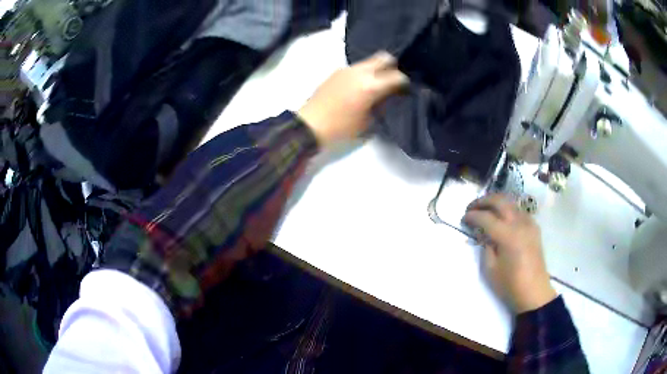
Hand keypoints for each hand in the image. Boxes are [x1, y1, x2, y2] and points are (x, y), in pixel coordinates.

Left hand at [297, 51, 407, 146]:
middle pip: (383, 57)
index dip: (405, 82)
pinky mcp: (336, 71)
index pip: (397, 76)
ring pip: (368, 61)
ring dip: (376, 69)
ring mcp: (347, 69)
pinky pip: (356, 67)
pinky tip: (360, 85)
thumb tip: (388, 97)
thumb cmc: (341, 128)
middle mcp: (360, 72)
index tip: (406, 89)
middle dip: (392, 66)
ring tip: (376, 83)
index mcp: (371, 86)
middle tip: (393, 80)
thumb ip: (382, 106)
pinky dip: (363, 72)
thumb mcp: (368, 122)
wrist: (310, 124)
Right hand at [463, 194, 556, 313]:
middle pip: (500, 201)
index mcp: (507, 235)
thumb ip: (486, 247)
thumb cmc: (510, 285)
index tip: (463, 218)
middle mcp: (519, 223)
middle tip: (472, 208)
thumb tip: (484, 234)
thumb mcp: (490, 269)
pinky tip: (502, 219)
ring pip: (511, 203)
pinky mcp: (534, 228)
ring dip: (496, 203)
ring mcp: (529, 223)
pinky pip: (519, 211)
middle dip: (483, 201)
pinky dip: (507, 210)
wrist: (534, 292)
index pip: (486, 217)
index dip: (472, 216)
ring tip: (485, 210)